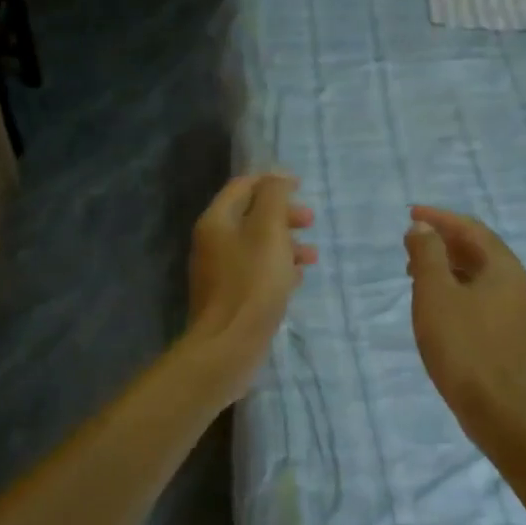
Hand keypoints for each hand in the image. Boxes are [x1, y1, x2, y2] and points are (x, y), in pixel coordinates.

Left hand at [187, 173, 317, 397]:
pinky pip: (256, 272)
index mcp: (217, 221)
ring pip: (257, 246)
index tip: (301, 186)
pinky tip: (297, 279)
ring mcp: (220, 272)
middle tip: (310, 222)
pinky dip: (278, 268)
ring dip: (286, 243)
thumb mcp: (268, 232)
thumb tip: (278, 178)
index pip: (243, 186)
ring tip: (312, 256)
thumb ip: (274, 198)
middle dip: (283, 215)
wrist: (228, 346)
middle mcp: (213, 243)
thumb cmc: (252, 283)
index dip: (272, 182)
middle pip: (251, 216)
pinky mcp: (230, 297)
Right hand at [403, 205, 525, 433]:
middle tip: (410, 243)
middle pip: (476, 249)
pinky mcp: (505, 334)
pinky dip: (454, 288)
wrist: (496, 408)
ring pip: (476, 275)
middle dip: (442, 241)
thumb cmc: (462, 345)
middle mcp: (514, 283)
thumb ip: (427, 254)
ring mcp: (513, 310)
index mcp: (503, 267)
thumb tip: (423, 228)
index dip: (439, 218)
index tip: (410, 214)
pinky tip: (434, 304)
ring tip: (414, 271)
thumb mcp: (435, 293)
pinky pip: (478, 296)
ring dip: (446, 266)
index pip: (470, 228)